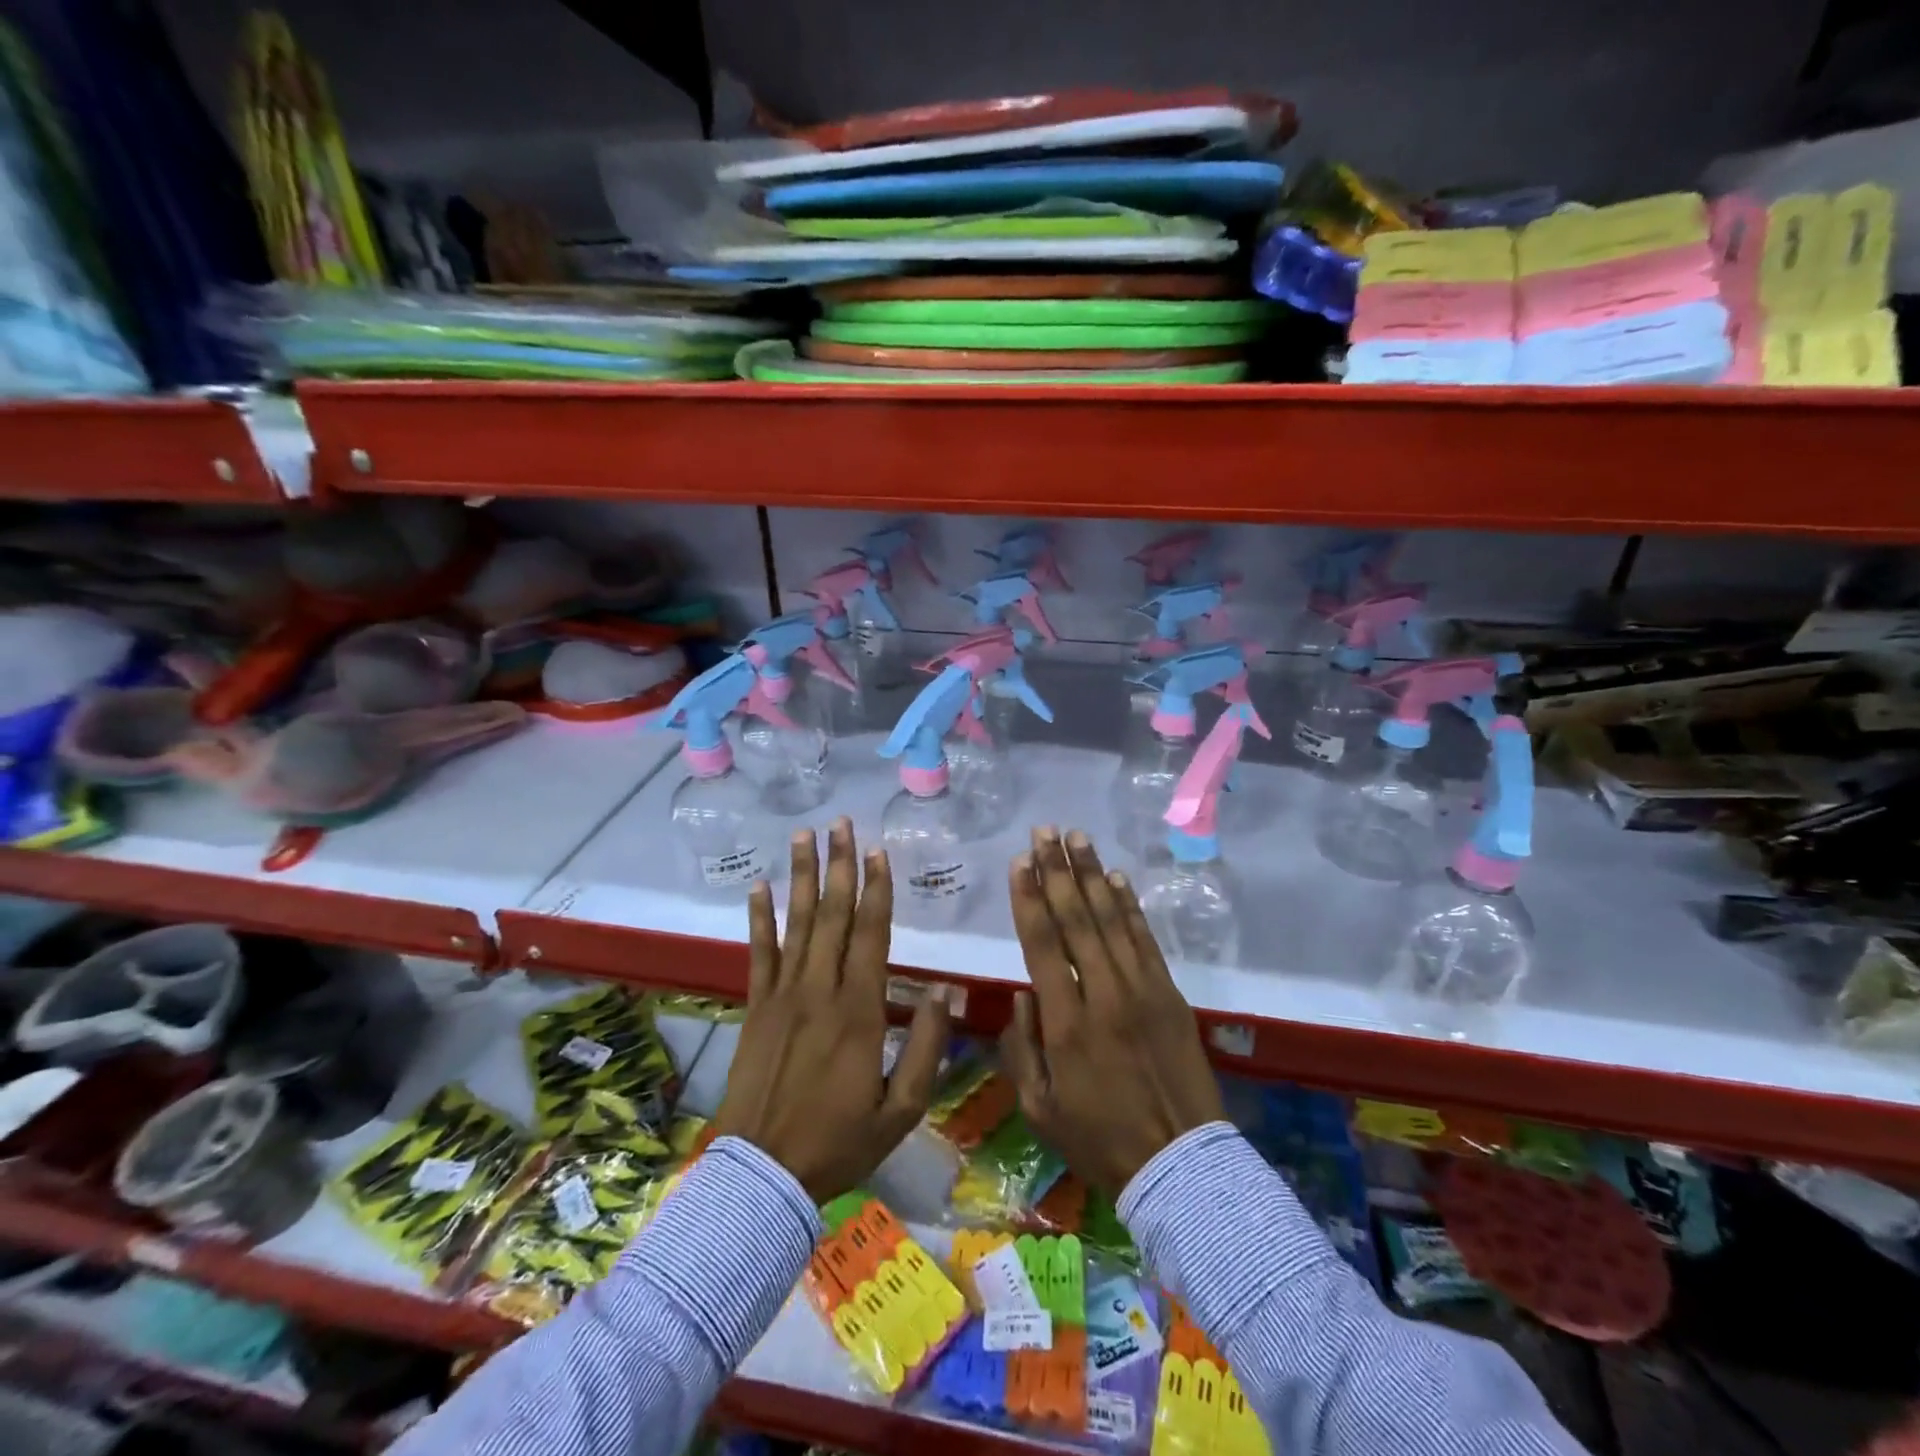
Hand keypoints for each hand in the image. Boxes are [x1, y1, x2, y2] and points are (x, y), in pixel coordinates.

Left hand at [713, 818, 950, 1202]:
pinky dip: (758, 918)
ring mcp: (782, 995)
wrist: (762, 1174)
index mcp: (858, 1011)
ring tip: (804, 836)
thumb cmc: (838, 1142)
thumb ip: (925, 1049)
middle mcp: (819, 990)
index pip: (871, 934)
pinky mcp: (755, 1007)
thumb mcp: (900, 1110)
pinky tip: (758, 886)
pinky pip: (757, 953)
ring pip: (796, 923)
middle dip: (838, 865)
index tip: (878, 851)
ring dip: (801, 876)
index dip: (876, 889)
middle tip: (841, 823)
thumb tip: (944, 993)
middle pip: (832, 915)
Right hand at [1000, 827, 1224, 1195]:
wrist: (1180, 1165)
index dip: (1028, 898)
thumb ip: (1021, 1049)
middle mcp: (1103, 995)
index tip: (1019, 861)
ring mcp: (1142, 990)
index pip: (1042, 944)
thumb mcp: (1040, 1108)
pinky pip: (1146, 939)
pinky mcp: (1170, 994)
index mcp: (1066, 1024)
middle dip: (1057, 870)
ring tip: (1077, 837)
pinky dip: (1130, 905)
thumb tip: (1023, 995)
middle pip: (1076, 919)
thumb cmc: (1100, 1140)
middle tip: (1045, 831)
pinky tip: (1116, 877)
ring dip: (1092, 874)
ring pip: (1111, 919)